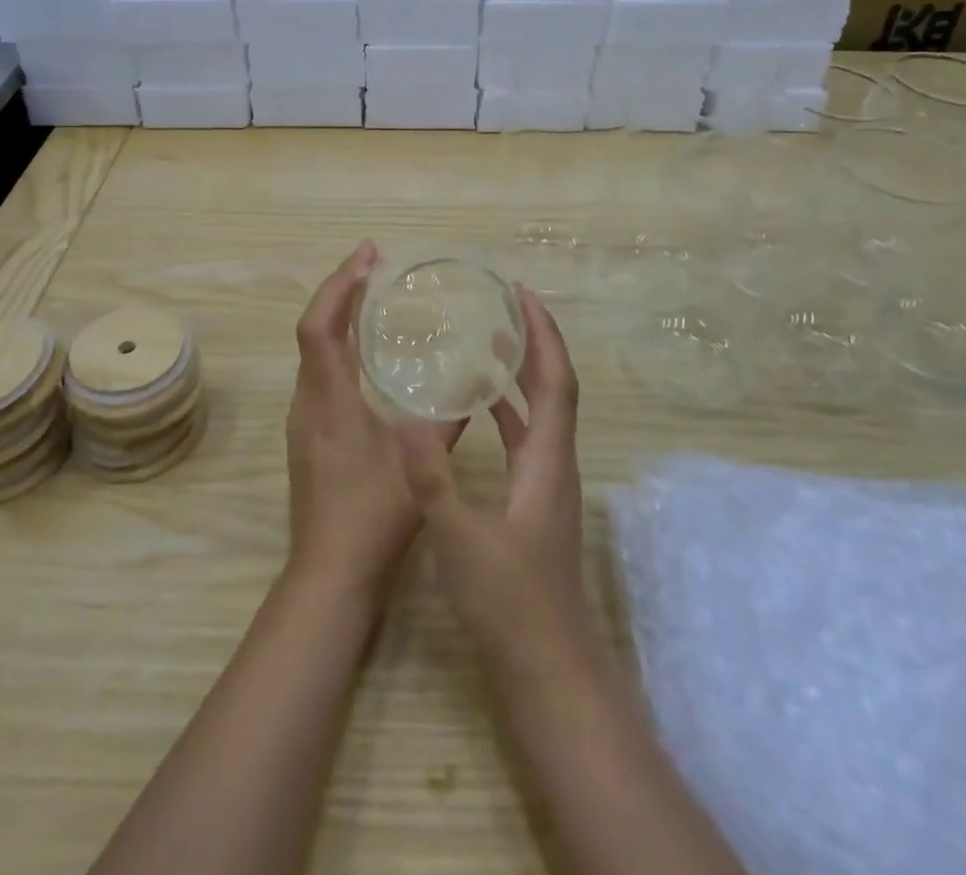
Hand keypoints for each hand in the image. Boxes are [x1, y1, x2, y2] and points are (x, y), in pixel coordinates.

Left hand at [285, 242, 456, 614]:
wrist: (330, 576)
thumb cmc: (373, 518)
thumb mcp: (420, 464)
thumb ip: (446, 421)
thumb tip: (472, 387)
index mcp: (329, 400)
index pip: (320, 325)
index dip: (339, 284)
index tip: (367, 255)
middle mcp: (308, 401)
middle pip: (313, 329)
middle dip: (340, 290)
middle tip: (374, 264)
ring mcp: (303, 419)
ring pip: (313, 351)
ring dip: (337, 316)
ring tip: (371, 296)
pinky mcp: (308, 434)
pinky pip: (319, 371)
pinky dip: (338, 346)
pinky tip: (365, 353)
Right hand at [394, 286, 592, 670]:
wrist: (547, 671)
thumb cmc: (509, 603)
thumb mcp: (461, 538)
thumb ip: (433, 479)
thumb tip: (409, 419)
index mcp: (547, 461)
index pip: (556, 381)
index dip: (544, 335)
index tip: (524, 295)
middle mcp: (554, 464)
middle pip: (554, 389)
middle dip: (535, 343)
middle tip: (504, 306)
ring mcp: (546, 485)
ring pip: (540, 414)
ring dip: (521, 375)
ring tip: (488, 343)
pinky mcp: (533, 505)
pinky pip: (524, 439)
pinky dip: (507, 412)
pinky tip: (476, 410)